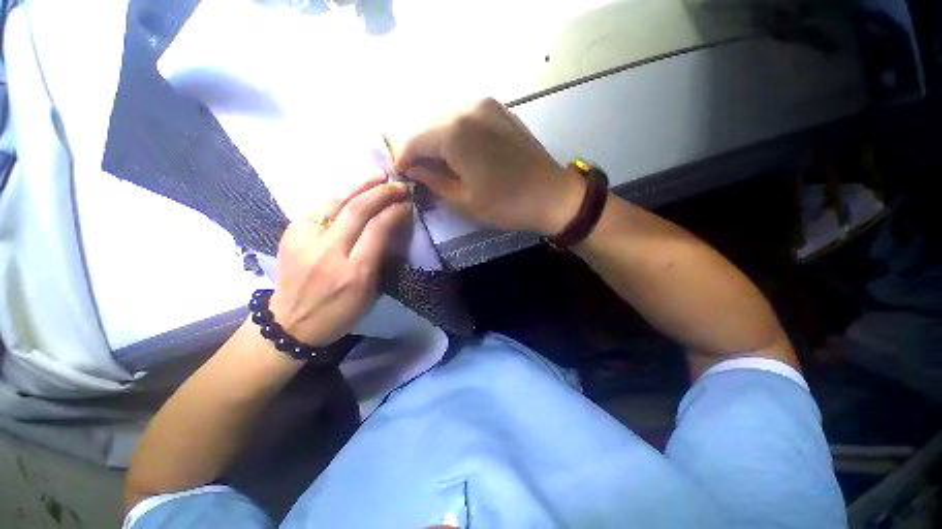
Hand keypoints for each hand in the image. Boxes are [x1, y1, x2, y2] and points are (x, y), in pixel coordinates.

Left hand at [269, 175, 410, 345]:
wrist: (290, 323)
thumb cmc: (340, 312)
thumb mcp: (370, 292)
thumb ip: (381, 258)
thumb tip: (391, 226)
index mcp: (355, 273)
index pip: (378, 230)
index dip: (395, 211)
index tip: (406, 203)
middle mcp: (329, 253)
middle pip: (357, 210)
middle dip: (381, 192)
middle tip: (397, 185)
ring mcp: (304, 242)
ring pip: (334, 201)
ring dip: (359, 184)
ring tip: (377, 175)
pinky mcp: (289, 235)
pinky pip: (316, 206)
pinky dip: (338, 194)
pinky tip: (351, 189)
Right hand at [394, 98, 584, 234]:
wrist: (551, 194)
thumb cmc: (505, 204)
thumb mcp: (463, 200)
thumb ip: (432, 180)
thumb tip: (413, 169)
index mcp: (454, 132)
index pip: (414, 140)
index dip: (404, 158)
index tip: (402, 174)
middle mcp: (467, 108)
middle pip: (427, 125)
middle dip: (419, 148)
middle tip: (419, 171)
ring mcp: (485, 104)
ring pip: (445, 119)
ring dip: (436, 140)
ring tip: (439, 164)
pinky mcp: (498, 109)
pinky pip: (464, 117)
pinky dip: (455, 133)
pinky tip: (459, 152)